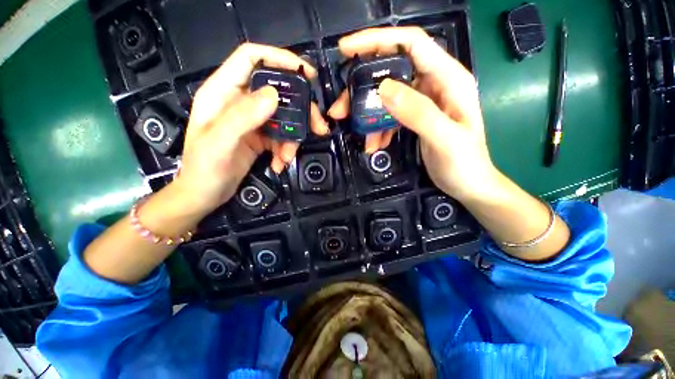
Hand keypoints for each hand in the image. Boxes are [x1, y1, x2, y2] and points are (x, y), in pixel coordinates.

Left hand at [175, 43, 329, 214]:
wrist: (205, 195)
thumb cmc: (204, 169)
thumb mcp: (219, 142)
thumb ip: (242, 116)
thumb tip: (274, 94)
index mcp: (223, 92)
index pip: (251, 58)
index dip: (279, 58)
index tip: (306, 73)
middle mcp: (239, 102)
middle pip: (277, 91)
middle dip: (300, 109)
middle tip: (318, 127)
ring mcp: (252, 120)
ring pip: (284, 117)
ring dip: (293, 138)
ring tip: (288, 157)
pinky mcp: (260, 137)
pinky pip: (282, 136)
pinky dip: (286, 150)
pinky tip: (280, 164)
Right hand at [328, 27, 495, 200]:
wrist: (467, 184)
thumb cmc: (464, 163)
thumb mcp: (445, 138)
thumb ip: (418, 112)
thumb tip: (384, 89)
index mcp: (448, 78)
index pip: (411, 44)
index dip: (378, 40)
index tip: (346, 49)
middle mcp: (434, 83)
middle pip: (391, 71)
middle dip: (362, 87)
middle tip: (341, 107)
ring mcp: (423, 101)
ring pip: (387, 96)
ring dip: (367, 113)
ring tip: (355, 130)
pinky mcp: (414, 117)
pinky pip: (390, 115)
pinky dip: (378, 127)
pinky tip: (374, 143)